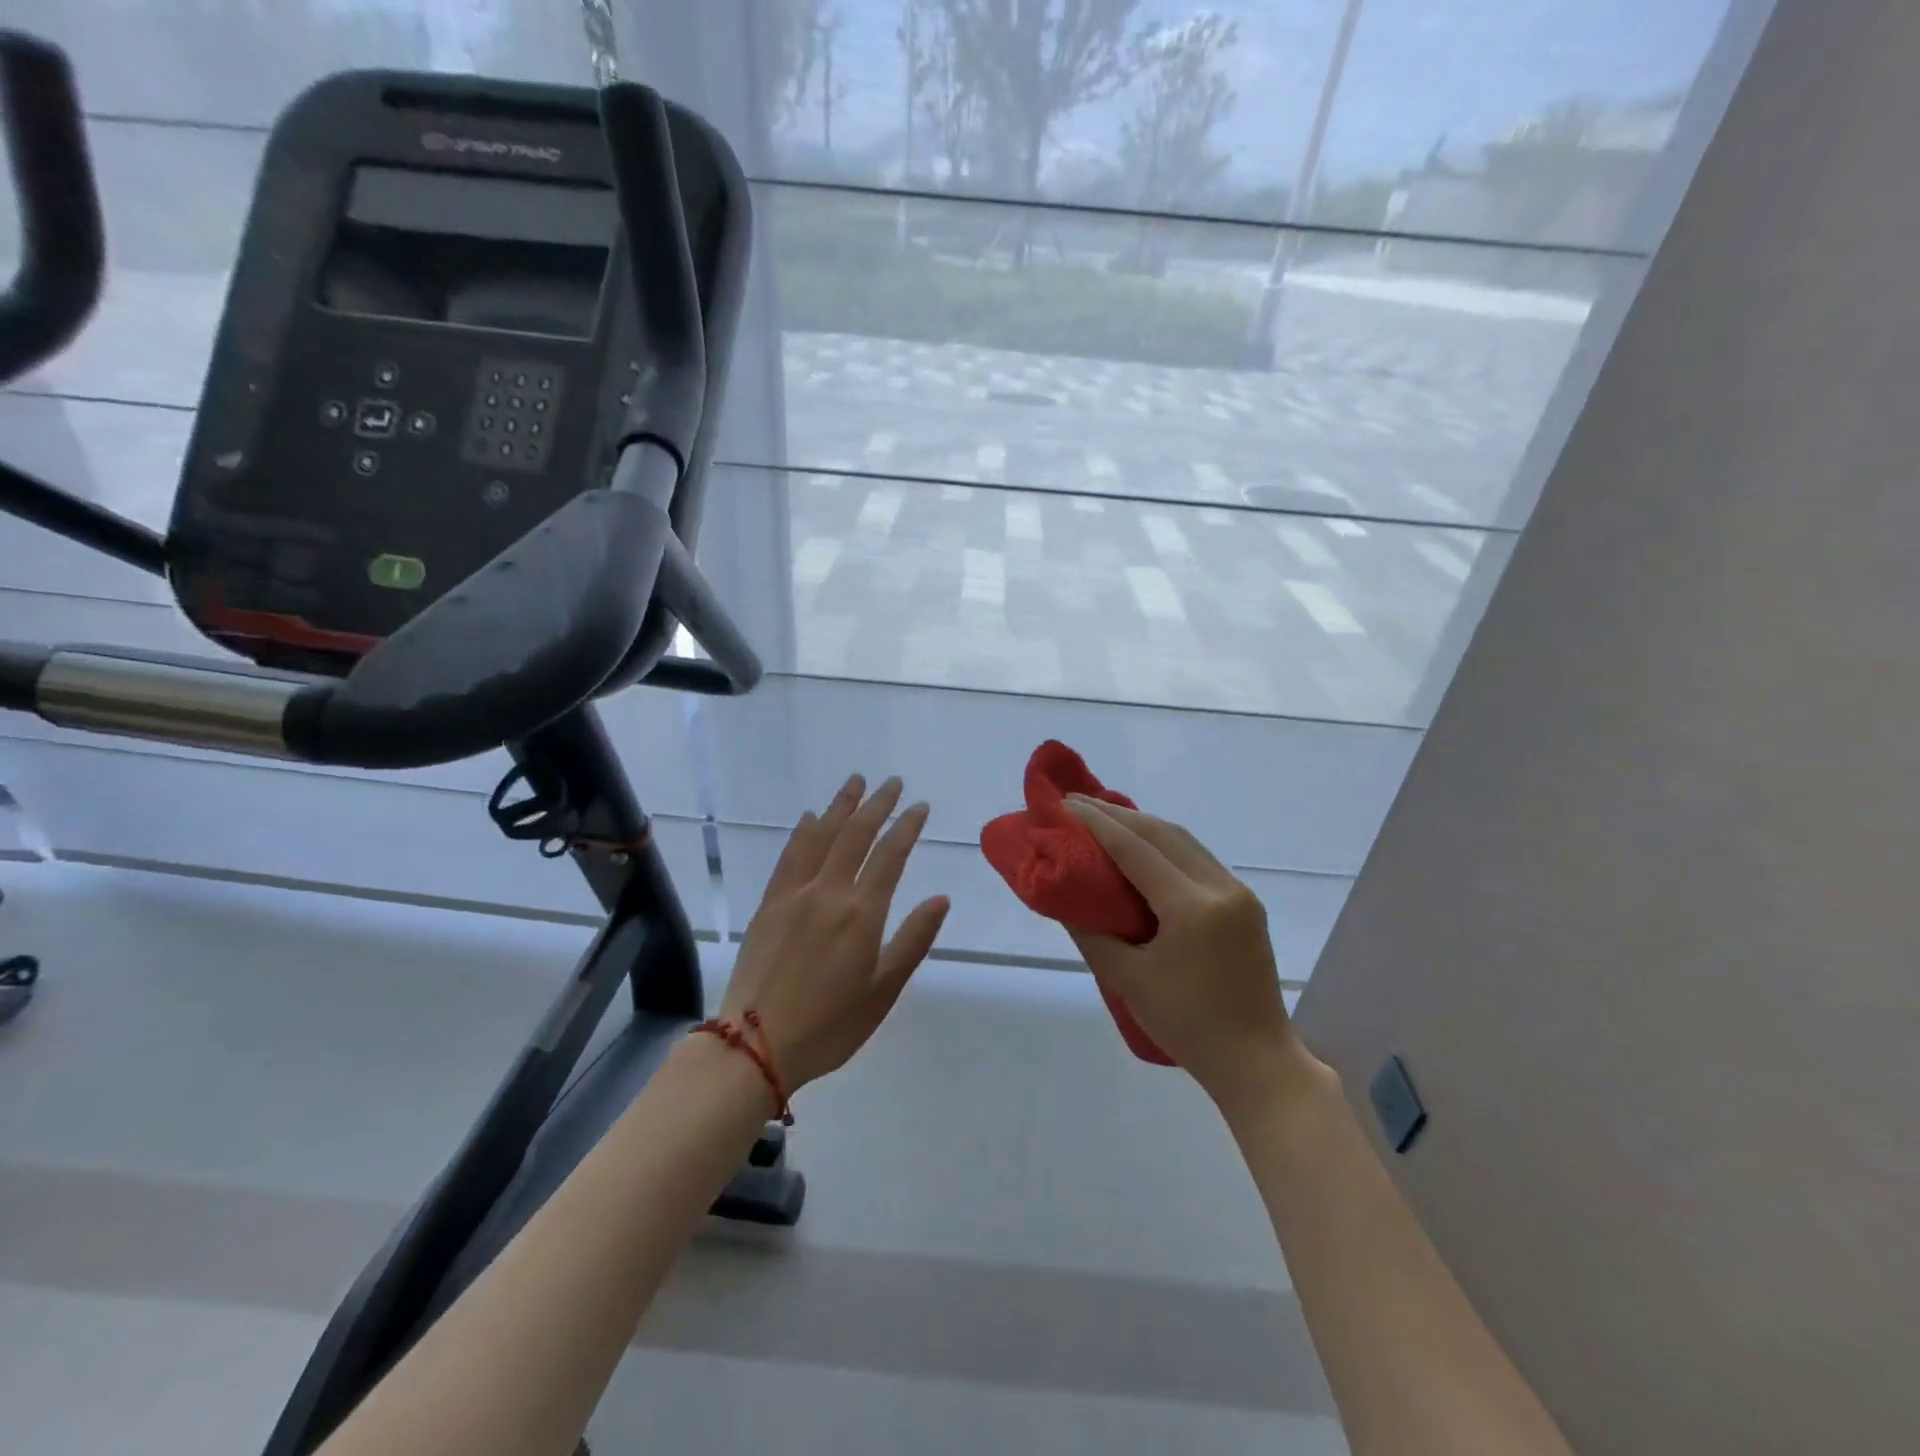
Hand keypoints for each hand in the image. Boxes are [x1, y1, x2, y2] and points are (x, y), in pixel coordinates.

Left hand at [720, 774, 949, 1092]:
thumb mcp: (884, 991)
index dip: (907, 827)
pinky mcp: (769, 904)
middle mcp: (828, 892)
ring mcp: (794, 894)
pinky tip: (810, 818)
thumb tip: (941, 899)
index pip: (890, 855)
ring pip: (821, 836)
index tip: (920, 807)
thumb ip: (913, 940)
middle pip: (856, 835)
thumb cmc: (830, 1025)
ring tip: (855, 782)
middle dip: (877, 804)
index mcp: (861, 913)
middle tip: (893, 782)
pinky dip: (803, 832)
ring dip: (840, 806)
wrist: (754, 1045)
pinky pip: (789, 856)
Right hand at [1063, 795, 1324, 1110]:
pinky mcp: (1245, 904)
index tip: (1065, 805)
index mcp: (1192, 907)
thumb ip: (1093, 934)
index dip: (1097, 824)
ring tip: (1105, 818)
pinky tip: (1143, 848)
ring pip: (1184, 841)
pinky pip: (1198, 859)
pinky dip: (1165, 845)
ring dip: (1143, 826)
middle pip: (1162, 833)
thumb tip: (1066, 900)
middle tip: (1078, 805)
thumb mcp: (1128, 980)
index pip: (1135, 849)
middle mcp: (1220, 887)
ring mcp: (1238, 893)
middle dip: (1118, 815)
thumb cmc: (1187, 1026)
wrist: (1257, 1062)